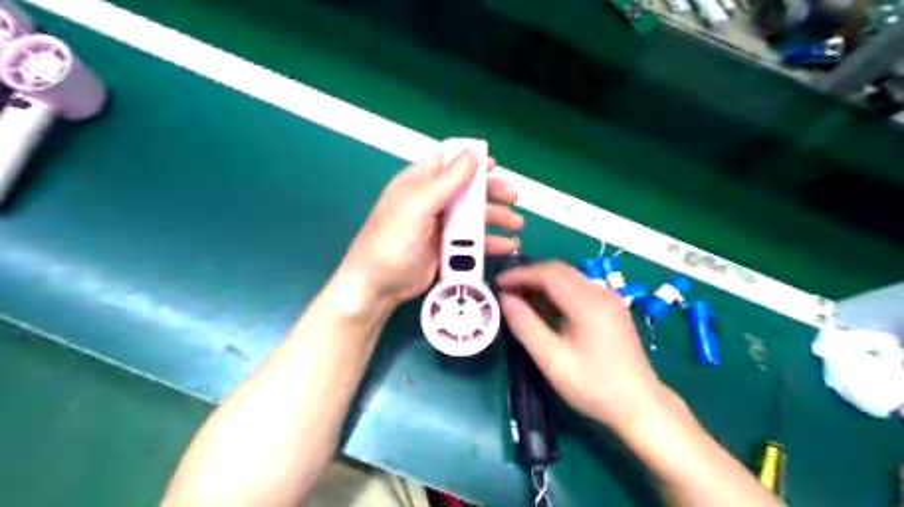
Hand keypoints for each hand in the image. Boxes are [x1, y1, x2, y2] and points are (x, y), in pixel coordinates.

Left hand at [339, 149, 522, 303]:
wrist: (379, 284)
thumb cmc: (394, 238)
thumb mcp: (420, 204)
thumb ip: (448, 180)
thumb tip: (473, 152)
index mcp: (420, 183)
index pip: (449, 163)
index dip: (472, 162)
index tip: (495, 166)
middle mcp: (432, 201)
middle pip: (468, 190)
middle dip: (492, 193)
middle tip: (513, 198)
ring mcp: (440, 226)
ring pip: (474, 216)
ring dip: (496, 219)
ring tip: (516, 225)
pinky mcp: (446, 248)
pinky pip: (473, 240)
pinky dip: (490, 242)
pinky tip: (507, 245)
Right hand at [494, 263, 662, 433]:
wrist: (640, 405)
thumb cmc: (593, 386)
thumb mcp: (552, 360)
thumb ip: (526, 326)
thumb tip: (505, 299)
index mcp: (587, 303)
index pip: (548, 274)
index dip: (520, 275)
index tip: (497, 283)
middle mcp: (600, 292)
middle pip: (559, 270)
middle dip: (529, 276)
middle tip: (506, 290)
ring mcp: (609, 298)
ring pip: (569, 277)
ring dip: (543, 283)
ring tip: (520, 299)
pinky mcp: (611, 308)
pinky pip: (578, 289)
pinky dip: (557, 292)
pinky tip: (545, 309)